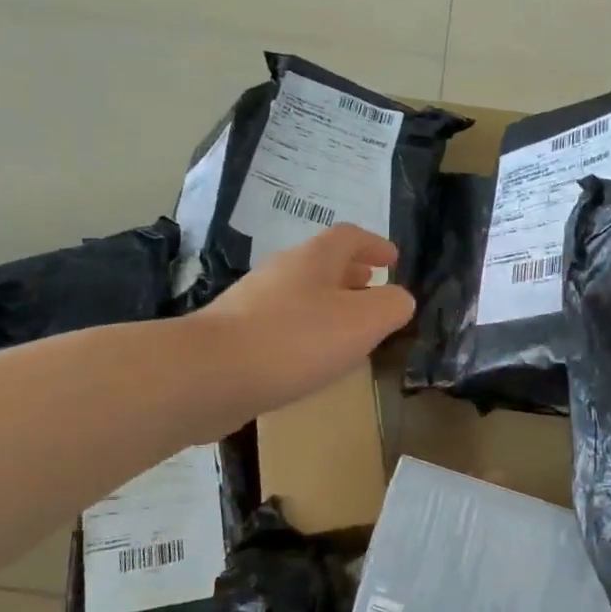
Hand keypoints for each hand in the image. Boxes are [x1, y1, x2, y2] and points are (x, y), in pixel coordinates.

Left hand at [188, 225, 413, 434]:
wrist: (210, 374)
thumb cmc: (294, 341)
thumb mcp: (361, 322)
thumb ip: (390, 307)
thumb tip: (400, 299)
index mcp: (313, 259)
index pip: (349, 237)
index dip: (374, 245)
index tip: (393, 261)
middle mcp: (280, 271)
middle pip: (321, 263)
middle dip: (350, 275)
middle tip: (371, 289)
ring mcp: (251, 302)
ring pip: (299, 294)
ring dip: (327, 304)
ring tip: (345, 327)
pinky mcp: (234, 335)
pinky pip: (280, 323)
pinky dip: (303, 331)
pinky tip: (308, 359)